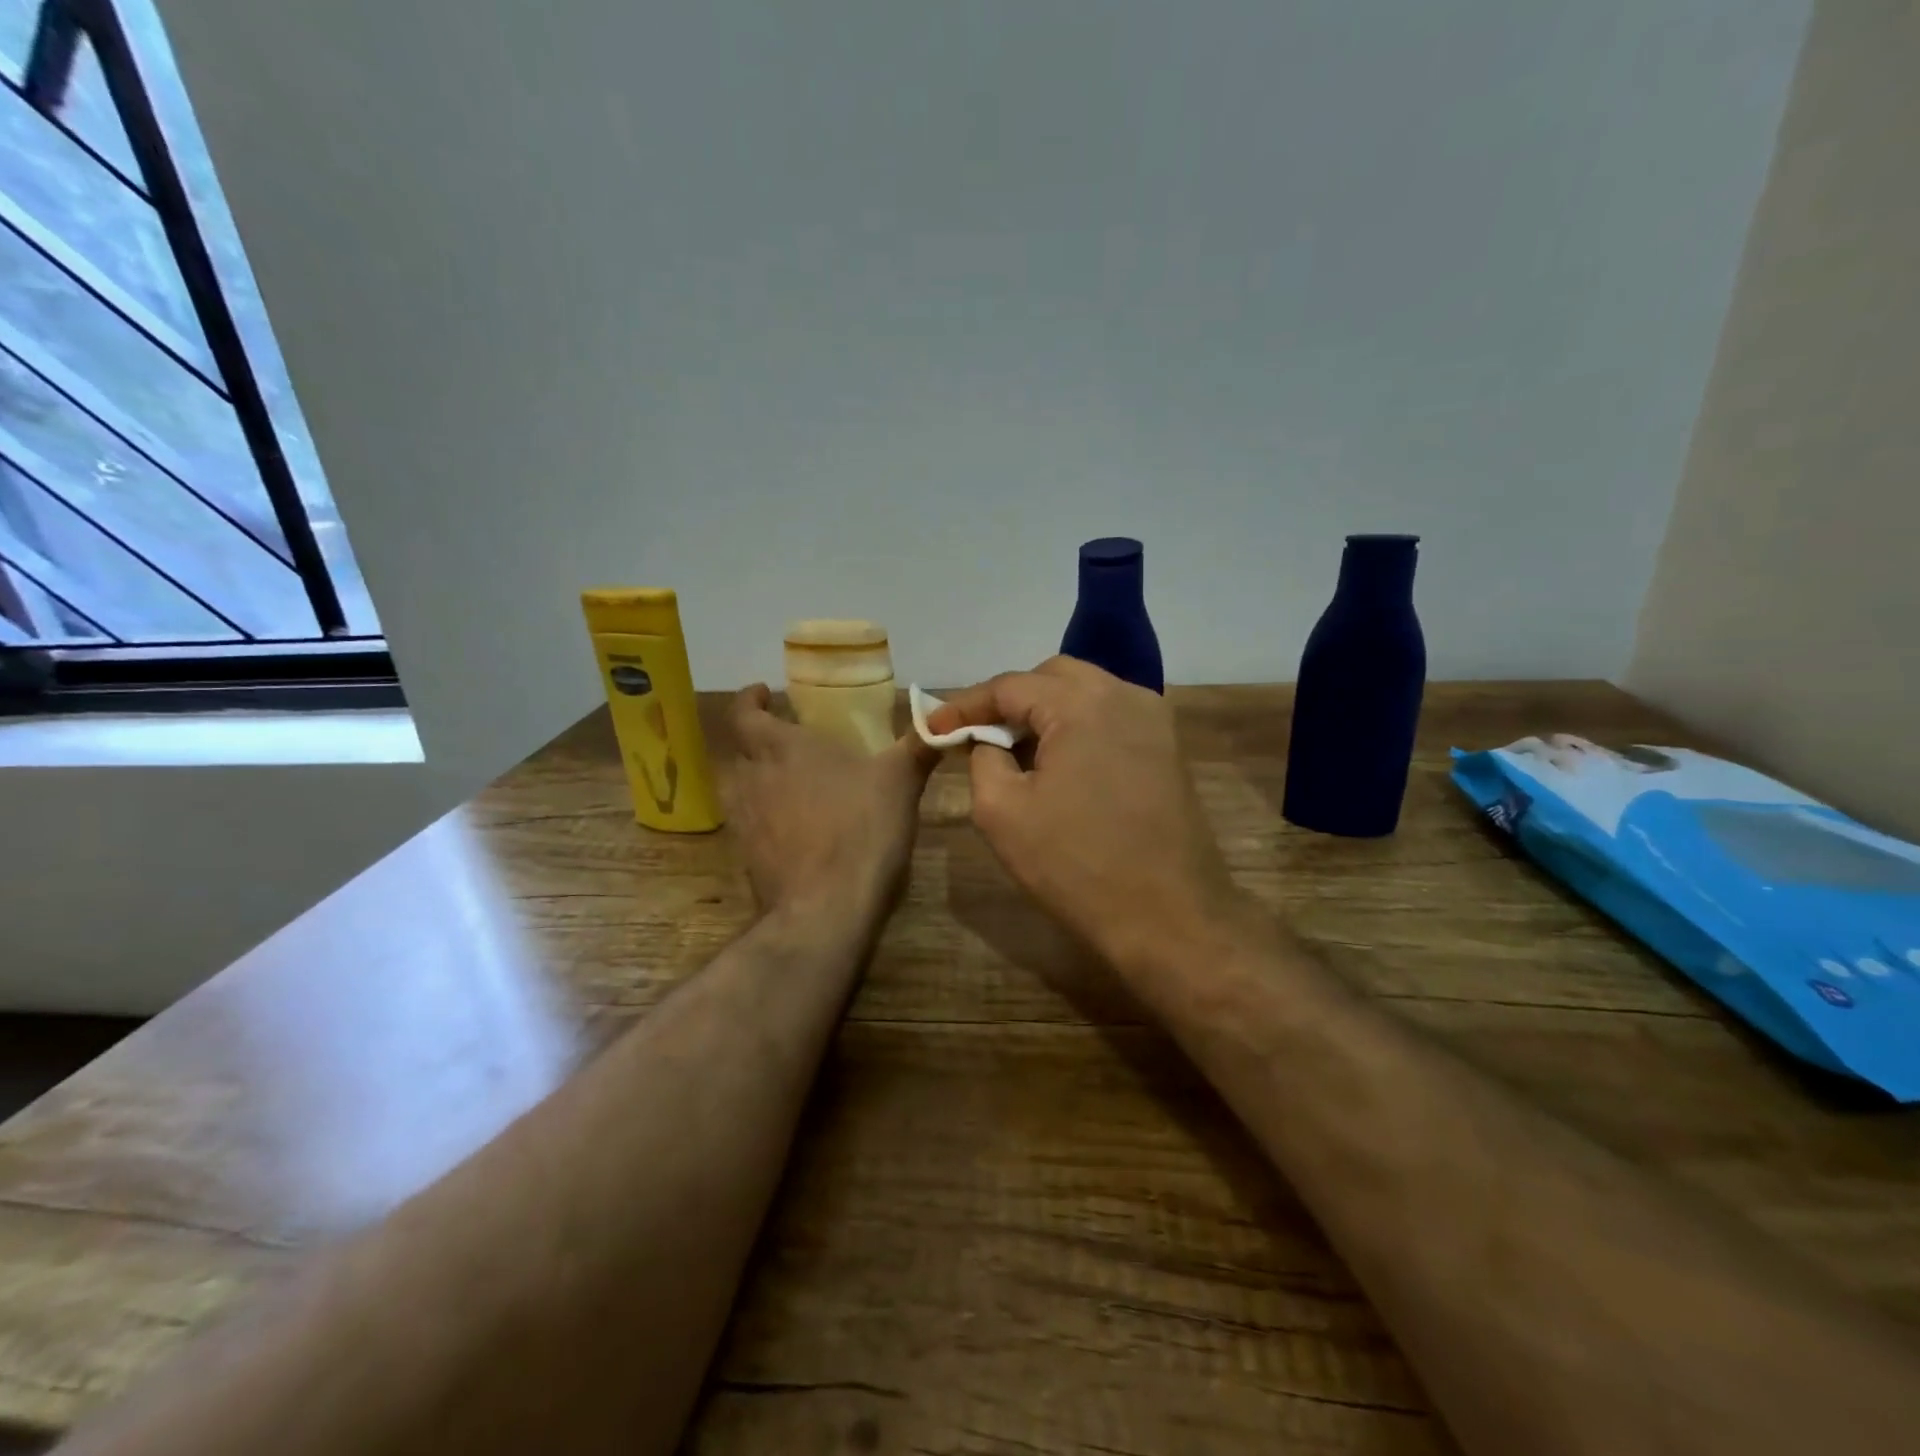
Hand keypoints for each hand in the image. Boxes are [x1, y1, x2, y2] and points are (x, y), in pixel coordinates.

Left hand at [724, 685, 935, 923]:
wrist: (825, 910)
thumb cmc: (862, 830)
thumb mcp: (901, 781)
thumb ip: (918, 746)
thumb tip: (942, 721)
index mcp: (782, 748)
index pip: (744, 713)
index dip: (750, 699)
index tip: (765, 693)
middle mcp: (753, 778)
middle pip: (742, 749)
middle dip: (762, 739)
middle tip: (792, 739)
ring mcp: (744, 821)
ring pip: (742, 786)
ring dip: (760, 777)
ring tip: (792, 780)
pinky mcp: (747, 857)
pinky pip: (750, 823)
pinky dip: (766, 815)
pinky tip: (794, 827)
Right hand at [927, 658, 1245, 975]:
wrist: (1170, 919)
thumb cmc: (1076, 866)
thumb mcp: (1002, 811)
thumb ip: (982, 757)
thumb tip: (987, 739)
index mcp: (1081, 703)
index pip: (1009, 685)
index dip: (965, 705)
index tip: (934, 727)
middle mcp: (1124, 694)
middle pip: (1051, 678)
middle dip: (1009, 701)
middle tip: (978, 736)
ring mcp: (1154, 719)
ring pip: (1085, 694)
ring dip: (1045, 713)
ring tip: (1017, 752)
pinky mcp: (1169, 747)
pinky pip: (1111, 717)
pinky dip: (1078, 728)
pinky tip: (1061, 765)